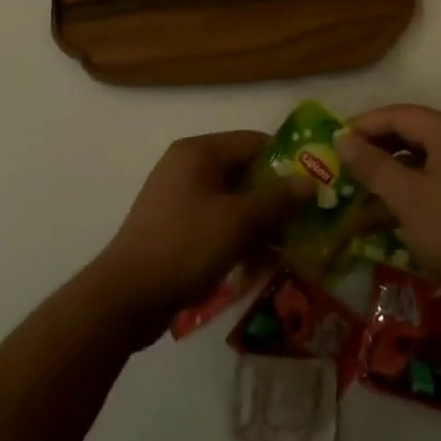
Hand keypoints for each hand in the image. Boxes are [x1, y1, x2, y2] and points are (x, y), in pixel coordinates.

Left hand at [91, 131, 305, 337]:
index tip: (315, 188)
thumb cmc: (185, 246)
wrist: (125, 298)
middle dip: (276, 198)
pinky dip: (239, 237)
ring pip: (233, 201)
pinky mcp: (175, 227)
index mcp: (199, 152)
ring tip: (288, 249)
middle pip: (245, 172)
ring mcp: (179, 198)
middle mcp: (188, 166)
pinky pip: (217, 222)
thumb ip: (277, 199)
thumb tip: (310, 181)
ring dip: (260, 223)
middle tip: (306, 222)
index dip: (288, 162)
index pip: (255, 142)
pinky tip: (259, 264)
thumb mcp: (238, 222)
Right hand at [334, 105, 440, 316]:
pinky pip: (434, 177)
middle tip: (342, 162)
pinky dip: (408, 185)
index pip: (398, 115)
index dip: (363, 125)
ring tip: (357, 183)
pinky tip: (384, 206)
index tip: (332, 141)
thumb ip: (371, 165)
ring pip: (421, 156)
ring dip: (389, 167)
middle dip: (375, 146)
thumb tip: (341, 139)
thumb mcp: (406, 197)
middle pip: (411, 131)